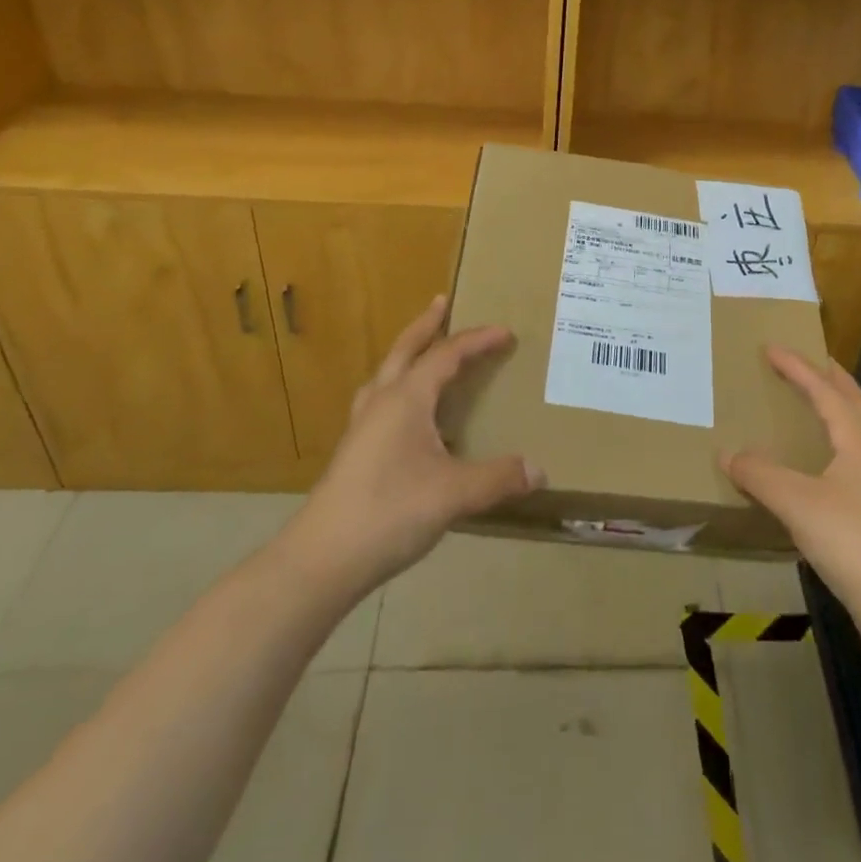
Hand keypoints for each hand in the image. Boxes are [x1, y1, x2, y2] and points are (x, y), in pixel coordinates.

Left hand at [293, 296, 542, 598]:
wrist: (322, 559)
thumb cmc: (390, 511)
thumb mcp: (454, 494)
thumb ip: (499, 478)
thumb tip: (538, 470)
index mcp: (406, 398)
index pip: (446, 355)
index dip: (477, 340)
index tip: (505, 332)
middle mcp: (381, 402)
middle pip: (404, 350)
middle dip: (426, 325)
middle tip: (442, 302)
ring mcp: (362, 427)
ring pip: (386, 374)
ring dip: (406, 354)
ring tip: (421, 352)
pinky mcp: (353, 452)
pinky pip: (379, 402)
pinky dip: (398, 389)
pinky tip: (406, 416)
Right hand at [722, 346, 860, 666]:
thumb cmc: (854, 542)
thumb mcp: (798, 503)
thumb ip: (760, 475)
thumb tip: (728, 454)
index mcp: (857, 442)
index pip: (825, 391)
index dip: (797, 367)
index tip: (771, 347)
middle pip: (853, 403)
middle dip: (830, 378)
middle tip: (808, 361)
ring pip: (856, 433)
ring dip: (835, 410)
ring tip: (811, 404)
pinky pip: (850, 462)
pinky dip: (832, 446)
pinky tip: (815, 467)